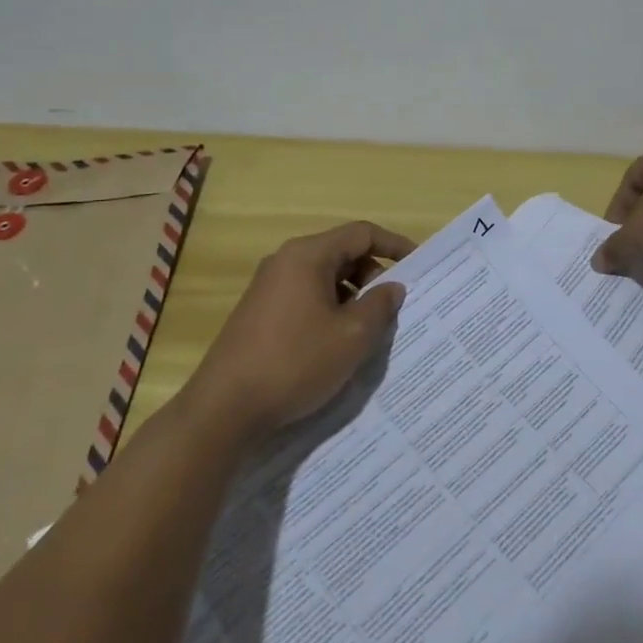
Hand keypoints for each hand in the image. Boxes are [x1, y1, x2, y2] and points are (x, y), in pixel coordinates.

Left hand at [190, 221, 414, 438]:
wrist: (223, 409)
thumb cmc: (295, 363)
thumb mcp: (352, 336)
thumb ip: (380, 305)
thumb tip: (392, 286)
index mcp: (308, 255)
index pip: (361, 233)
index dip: (394, 245)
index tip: (419, 266)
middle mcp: (286, 261)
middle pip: (342, 252)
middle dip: (373, 274)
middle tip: (393, 306)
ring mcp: (268, 286)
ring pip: (324, 277)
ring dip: (352, 295)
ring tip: (369, 329)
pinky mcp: (259, 312)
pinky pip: (306, 296)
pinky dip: (330, 308)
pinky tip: (336, 343)